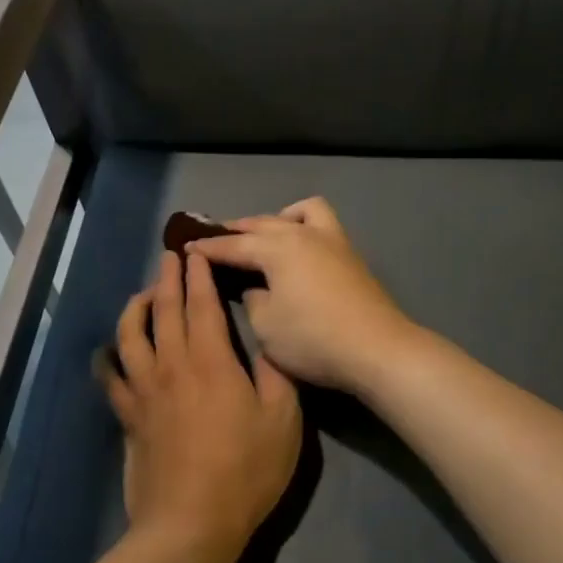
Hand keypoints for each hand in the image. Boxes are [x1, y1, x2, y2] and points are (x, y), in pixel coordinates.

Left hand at [100, 250, 301, 561]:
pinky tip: (106, 351)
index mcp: (211, 359)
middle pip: (165, 309)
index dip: (199, 274)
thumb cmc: (246, 470)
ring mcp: (144, 390)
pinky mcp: (129, 416)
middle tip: (169, 255)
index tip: (197, 251)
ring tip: (144, 293)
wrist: (191, 523)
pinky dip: (106, 359)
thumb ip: (275, 373)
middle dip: (168, 277)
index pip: (202, 303)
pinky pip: (110, 378)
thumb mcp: (283, 420)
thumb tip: (266, 340)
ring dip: (137, 306)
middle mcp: (172, 364)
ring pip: (131, 334)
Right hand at [187, 198, 414, 396]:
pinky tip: (299, 248)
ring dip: (274, 220)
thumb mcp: (266, 325)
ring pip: (296, 213)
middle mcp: (302, 234)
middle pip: (261, 224)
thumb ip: (253, 298)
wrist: (377, 349)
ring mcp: (331, 240)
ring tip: (263, 238)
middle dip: (235, 231)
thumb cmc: (313, 339)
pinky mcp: (350, 254)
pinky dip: (302, 225)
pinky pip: (320, 223)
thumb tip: (257, 286)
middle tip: (214, 240)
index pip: (233, 245)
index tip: (185, 248)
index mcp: (277, 249)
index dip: (207, 248)